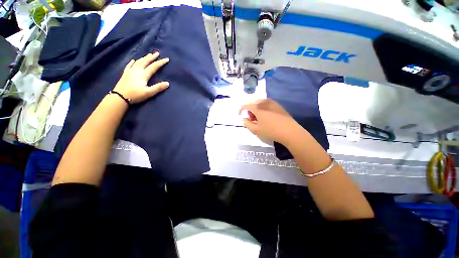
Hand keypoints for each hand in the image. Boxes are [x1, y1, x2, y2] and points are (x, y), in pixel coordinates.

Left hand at [113, 52, 169, 103]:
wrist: (120, 96)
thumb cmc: (136, 95)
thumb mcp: (149, 93)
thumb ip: (158, 87)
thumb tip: (168, 83)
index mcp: (144, 75)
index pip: (154, 67)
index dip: (161, 62)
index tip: (166, 59)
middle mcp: (137, 70)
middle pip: (145, 61)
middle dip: (152, 57)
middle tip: (157, 53)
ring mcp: (130, 71)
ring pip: (138, 62)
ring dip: (144, 58)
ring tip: (148, 55)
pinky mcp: (125, 74)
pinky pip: (129, 65)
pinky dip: (132, 62)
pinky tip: (133, 60)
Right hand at [239, 99, 301, 144]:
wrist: (290, 131)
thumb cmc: (271, 131)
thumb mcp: (256, 130)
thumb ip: (247, 123)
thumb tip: (244, 118)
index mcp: (257, 107)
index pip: (246, 105)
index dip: (241, 109)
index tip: (239, 114)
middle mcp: (264, 102)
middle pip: (253, 102)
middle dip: (249, 109)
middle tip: (251, 118)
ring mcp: (272, 102)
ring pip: (260, 102)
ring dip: (256, 108)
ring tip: (259, 118)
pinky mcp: (278, 105)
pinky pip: (266, 104)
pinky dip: (262, 108)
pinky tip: (266, 116)